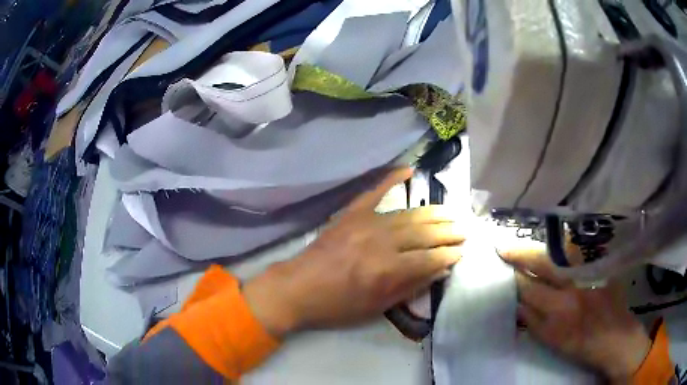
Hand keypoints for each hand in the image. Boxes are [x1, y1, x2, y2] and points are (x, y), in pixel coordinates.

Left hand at [244, 168, 463, 337]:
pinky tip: (409, 170)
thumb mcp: (376, 307)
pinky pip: (375, 191)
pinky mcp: (351, 214)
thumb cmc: (337, 305)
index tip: (462, 251)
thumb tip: (439, 270)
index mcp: (387, 270)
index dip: (449, 255)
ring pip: (408, 214)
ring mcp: (365, 223)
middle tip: (464, 230)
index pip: (430, 258)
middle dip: (448, 232)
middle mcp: (381, 242)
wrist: (297, 288)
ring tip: (451, 212)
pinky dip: (392, 178)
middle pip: (424, 233)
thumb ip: (410, 287)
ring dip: (433, 213)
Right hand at [500, 245, 651, 382]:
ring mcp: (589, 271)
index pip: (529, 287)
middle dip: (520, 254)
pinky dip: (563, 247)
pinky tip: (555, 247)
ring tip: (526, 245)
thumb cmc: (581, 344)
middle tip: (503, 247)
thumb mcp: (552, 341)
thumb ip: (532, 321)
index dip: (514, 276)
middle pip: (542, 263)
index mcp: (559, 309)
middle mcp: (573, 285)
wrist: (614, 335)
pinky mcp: (600, 265)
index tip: (501, 266)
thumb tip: (515, 303)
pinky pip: (578, 250)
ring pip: (560, 250)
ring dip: (541, 246)